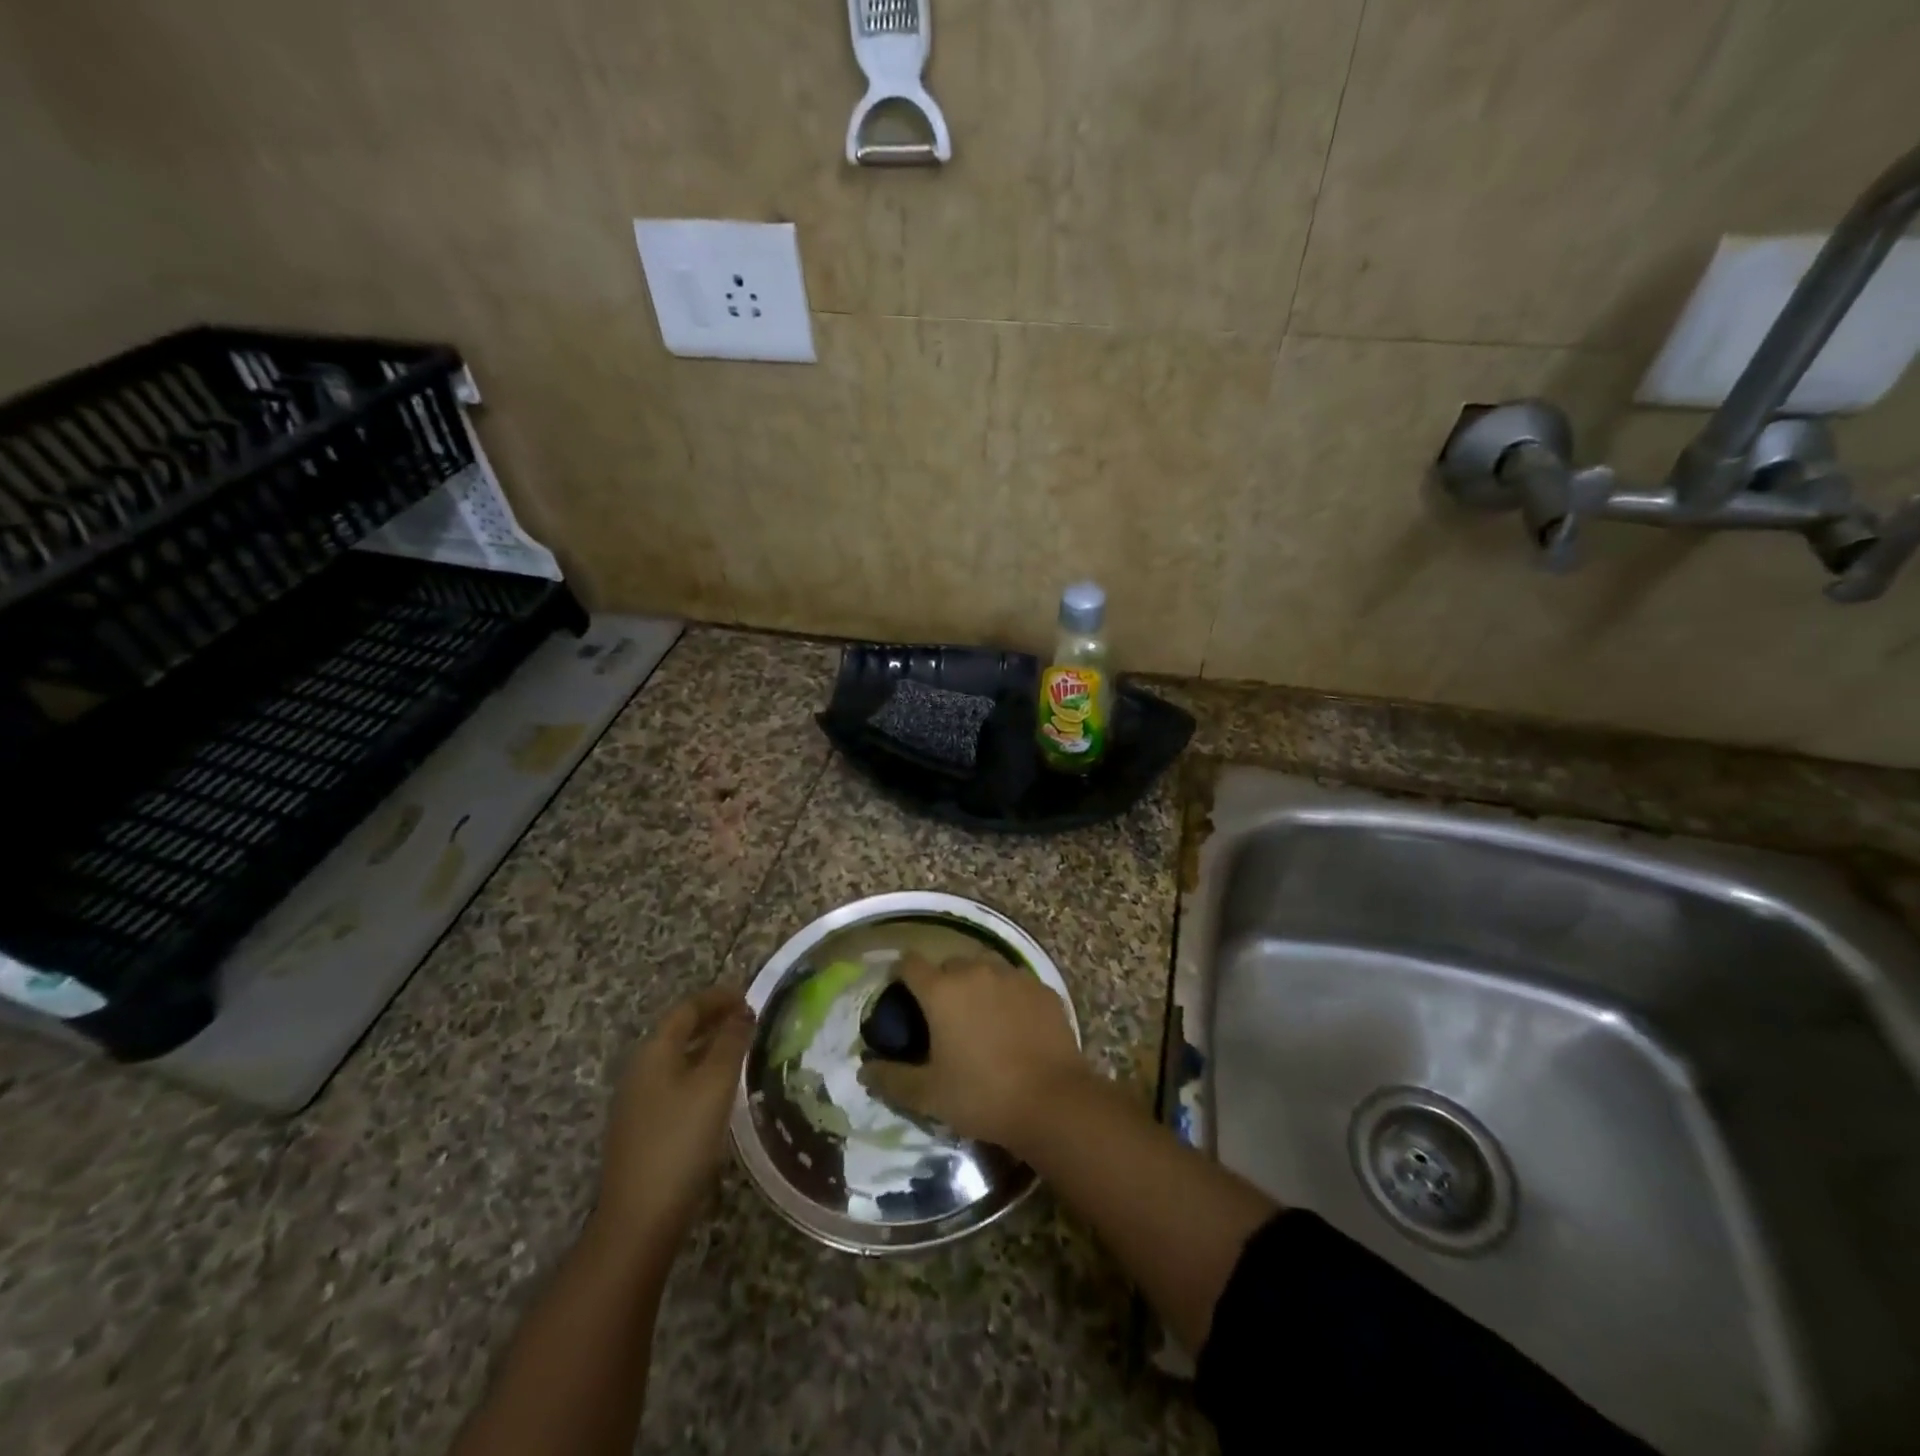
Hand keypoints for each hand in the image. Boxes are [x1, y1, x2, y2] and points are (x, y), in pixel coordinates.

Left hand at [595, 987, 754, 1246]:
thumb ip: (731, 1042)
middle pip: (678, 1031)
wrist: (640, 1218)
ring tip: (739, 1048)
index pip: (687, 1009)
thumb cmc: (681, 1140)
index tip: (748, 994)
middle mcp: (640, 1070)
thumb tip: (743, 1011)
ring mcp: (637, 1102)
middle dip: (712, 1019)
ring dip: (707, 1046)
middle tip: (747, 1017)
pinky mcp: (642, 1129)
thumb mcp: (715, 1084)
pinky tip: (718, 1089)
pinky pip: (674, 1082)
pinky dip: (699, 1071)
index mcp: (654, 1052)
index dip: (717, 997)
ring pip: (676, 1058)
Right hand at [861, 953, 1085, 1148]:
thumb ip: (891, 1078)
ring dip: (976, 985)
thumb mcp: (928, 1095)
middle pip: (949, 964)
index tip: (900, 996)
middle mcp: (976, 971)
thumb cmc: (982, 1096)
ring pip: (985, 968)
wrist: (1052, 1101)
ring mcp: (1013, 975)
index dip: (901, 975)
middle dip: (941, 983)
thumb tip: (864, 1068)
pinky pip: (1015, 982)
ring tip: (979, 1018)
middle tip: (942, 1017)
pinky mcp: (1042, 988)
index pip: (909, 963)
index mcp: (942, 990)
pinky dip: (1008, 995)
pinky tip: (1013, 1024)